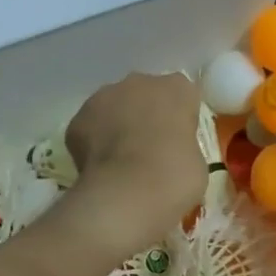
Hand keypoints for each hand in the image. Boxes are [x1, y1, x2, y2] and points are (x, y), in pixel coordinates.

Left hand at [63, 72, 207, 256]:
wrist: (129, 192)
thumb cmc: (175, 177)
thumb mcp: (197, 163)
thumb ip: (183, 146)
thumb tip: (169, 153)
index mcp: (177, 89)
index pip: (182, 96)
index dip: (179, 120)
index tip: (178, 143)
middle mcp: (140, 82)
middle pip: (144, 95)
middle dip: (145, 116)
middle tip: (149, 151)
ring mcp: (104, 97)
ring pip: (113, 107)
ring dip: (116, 126)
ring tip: (121, 162)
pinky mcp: (78, 119)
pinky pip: (89, 128)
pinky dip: (92, 144)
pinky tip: (100, 169)